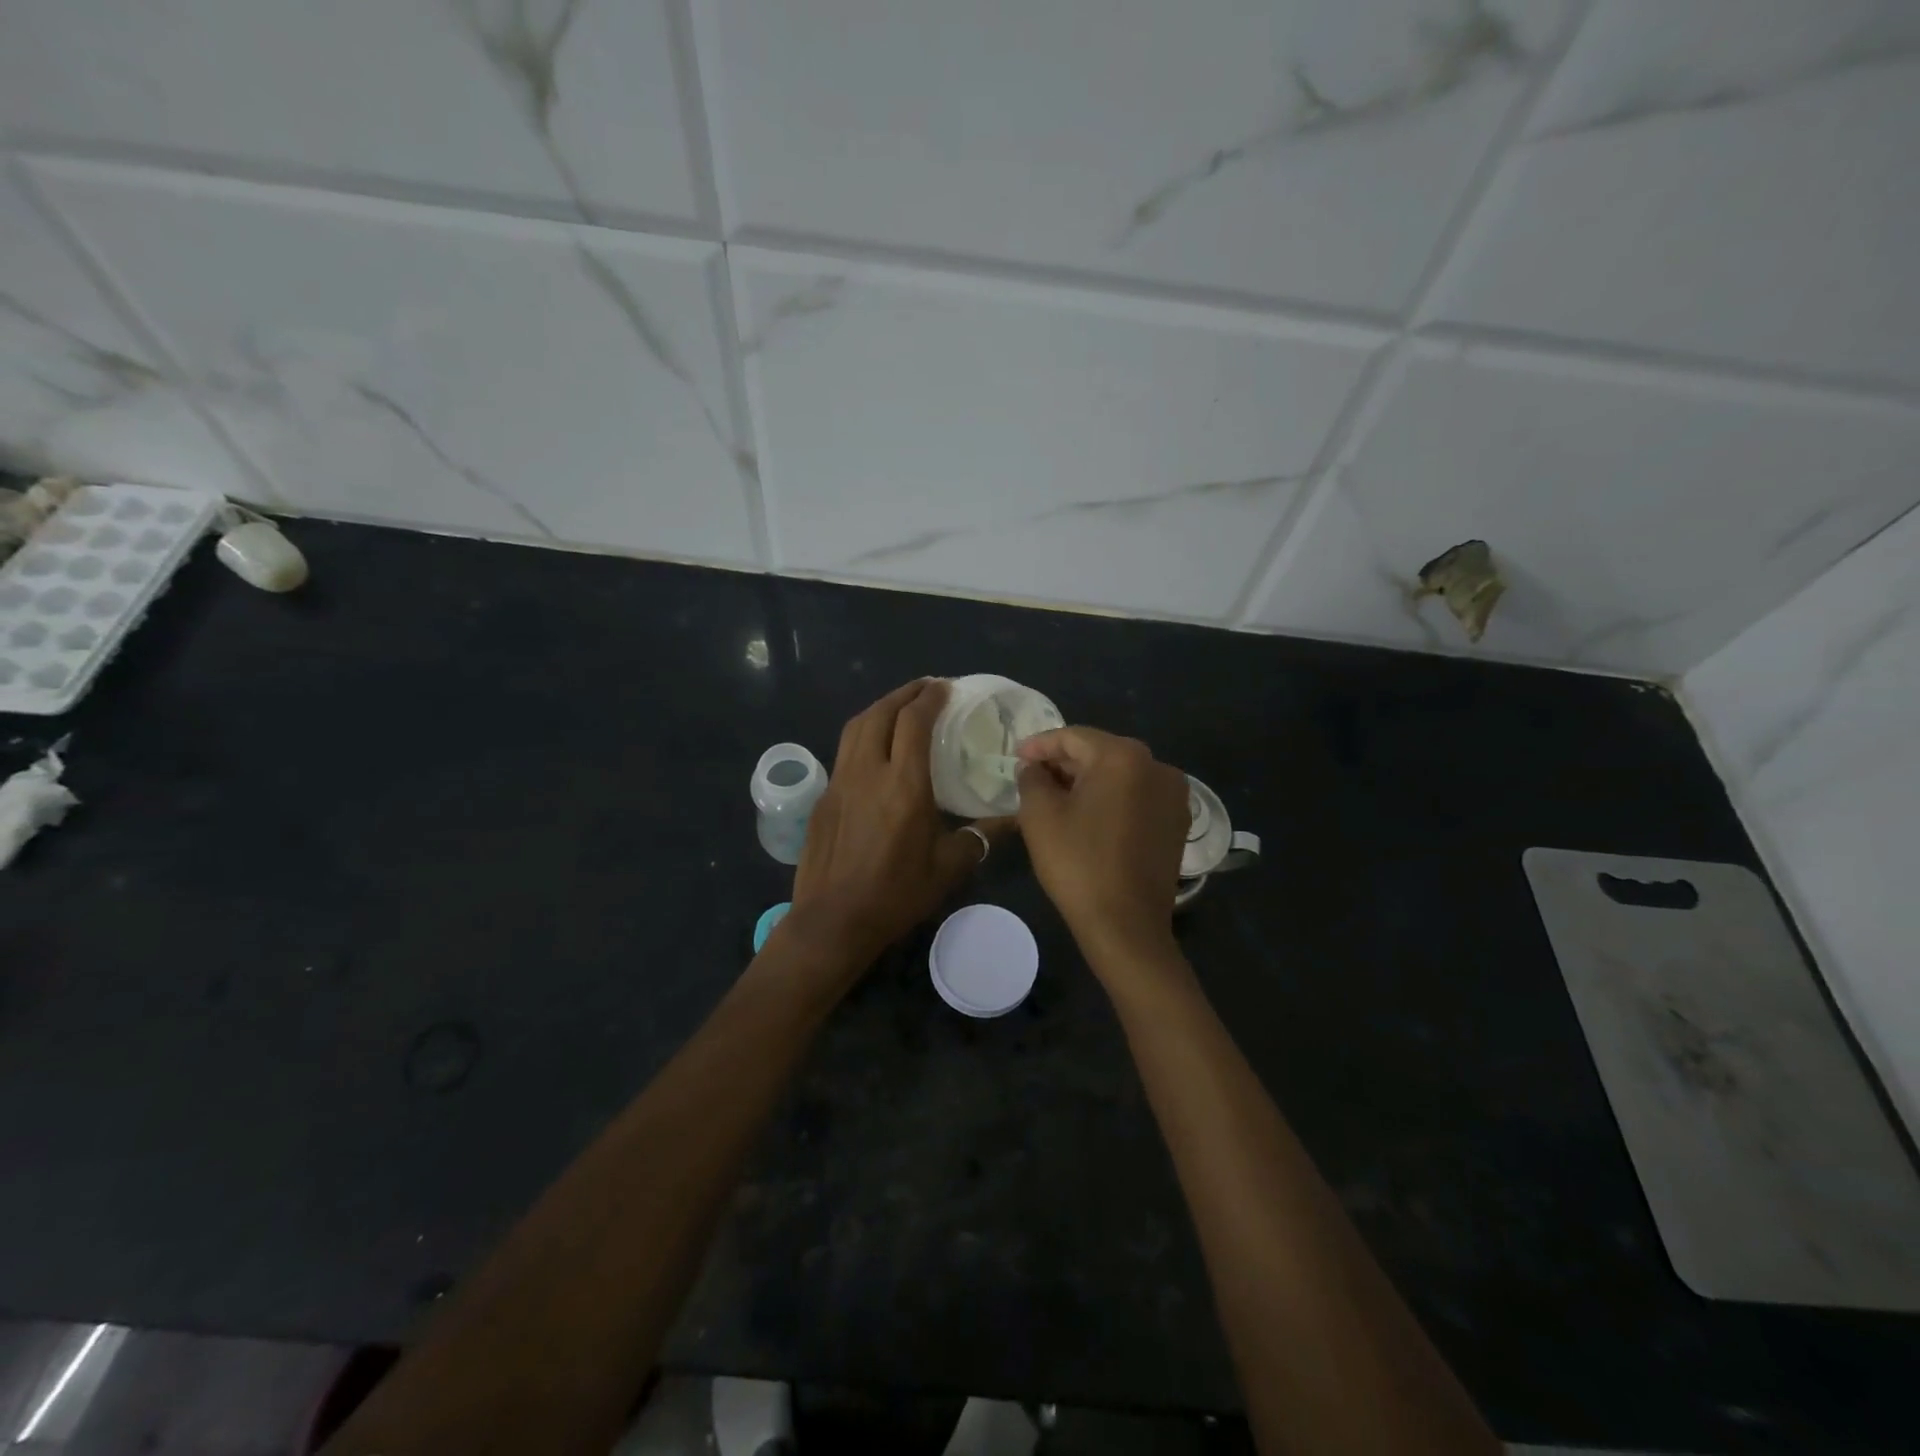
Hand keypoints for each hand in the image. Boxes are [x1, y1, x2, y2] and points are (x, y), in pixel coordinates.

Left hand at [787, 679, 1008, 972]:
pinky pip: (844, 752)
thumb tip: (1014, 819)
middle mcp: (867, 772)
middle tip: (925, 689)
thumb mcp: (948, 868)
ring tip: (899, 708)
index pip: (913, 722)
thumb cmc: (896, 894)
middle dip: (903, 694)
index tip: (944, 688)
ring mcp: (839, 782)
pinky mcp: (823, 797)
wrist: (833, 921)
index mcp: (903, 784)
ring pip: (856, 727)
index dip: (929, 698)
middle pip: (880, 713)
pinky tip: (875, 750)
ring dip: (880, 708)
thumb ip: (981, 836)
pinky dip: (863, 735)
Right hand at [1016, 727, 1189, 963]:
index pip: (1073, 737)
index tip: (1015, 758)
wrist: (1126, 926)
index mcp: (1124, 756)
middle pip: (1100, 753)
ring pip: (1120, 775)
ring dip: (1087, 781)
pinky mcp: (1178, 822)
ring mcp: (1174, 795)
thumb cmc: (1078, 864)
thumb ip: (1032, 778)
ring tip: (1056, 797)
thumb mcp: (1040, 815)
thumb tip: (1034, 768)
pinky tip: (1088, 817)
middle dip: (1064, 763)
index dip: (1039, 745)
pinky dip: (1111, 799)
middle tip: (1032, 777)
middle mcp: (1157, 766)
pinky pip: (1137, 797)